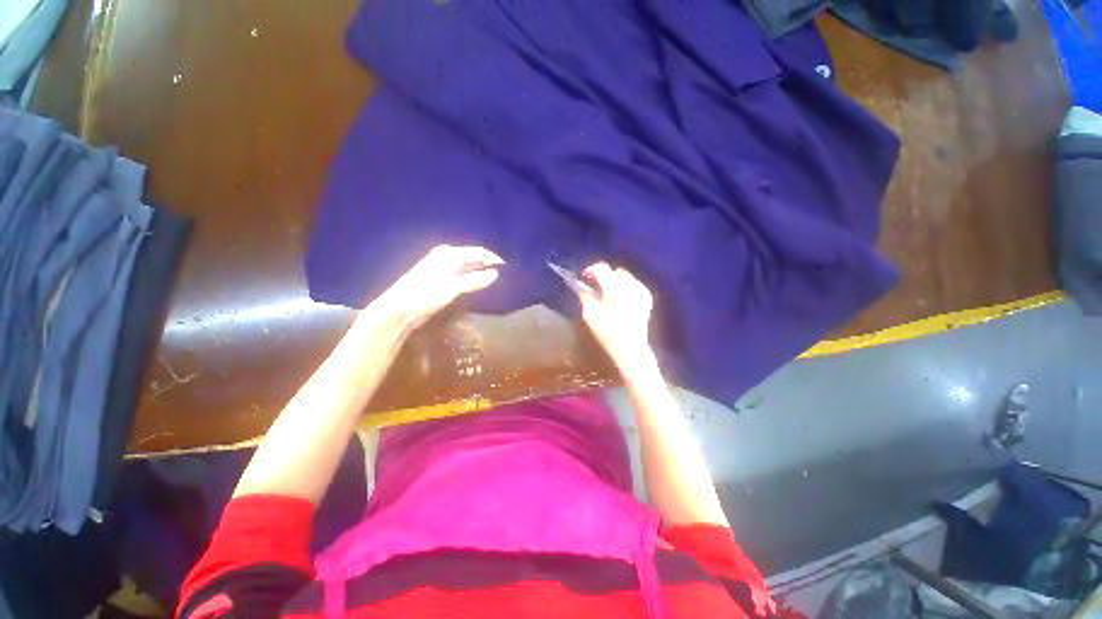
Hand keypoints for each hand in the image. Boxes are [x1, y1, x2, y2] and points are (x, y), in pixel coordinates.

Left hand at [370, 245, 503, 330]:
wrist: (399, 310)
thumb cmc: (425, 295)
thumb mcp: (453, 287)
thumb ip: (475, 280)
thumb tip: (496, 274)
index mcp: (448, 254)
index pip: (477, 251)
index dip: (492, 258)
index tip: (507, 267)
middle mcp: (446, 257)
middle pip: (473, 257)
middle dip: (487, 264)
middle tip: (504, 274)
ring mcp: (442, 268)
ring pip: (468, 266)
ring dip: (480, 271)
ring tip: (495, 279)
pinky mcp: (441, 279)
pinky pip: (462, 275)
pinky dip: (472, 278)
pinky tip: (479, 284)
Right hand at [575, 263, 654, 371]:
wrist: (631, 348)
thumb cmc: (607, 332)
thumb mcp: (590, 314)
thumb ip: (585, 295)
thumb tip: (582, 285)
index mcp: (615, 288)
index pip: (602, 268)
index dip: (591, 270)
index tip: (585, 278)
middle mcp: (630, 285)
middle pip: (614, 271)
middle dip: (603, 276)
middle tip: (595, 287)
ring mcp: (641, 291)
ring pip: (625, 276)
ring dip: (614, 281)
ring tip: (608, 294)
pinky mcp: (647, 297)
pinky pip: (634, 284)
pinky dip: (626, 287)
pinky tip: (621, 299)